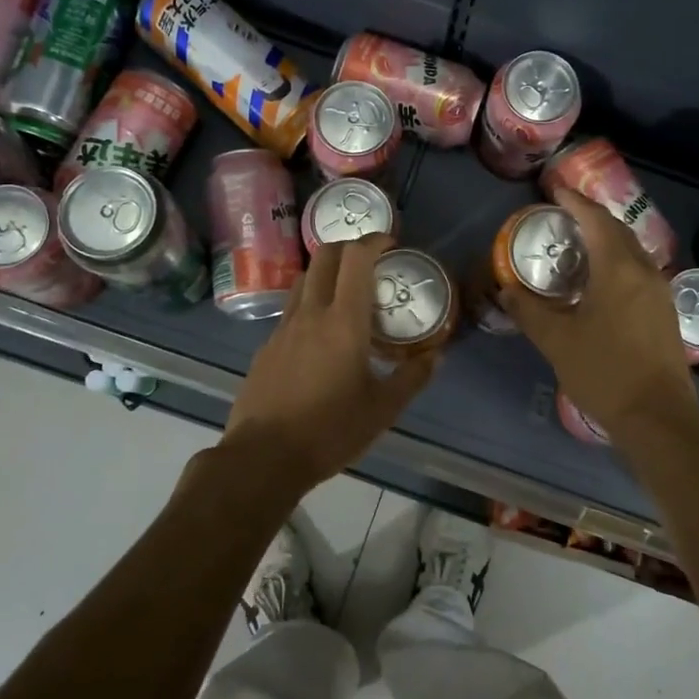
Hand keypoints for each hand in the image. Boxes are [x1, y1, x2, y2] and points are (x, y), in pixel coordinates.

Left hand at [215, 233, 436, 494]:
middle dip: (348, 247)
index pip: (356, 259)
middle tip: (370, 261)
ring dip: (326, 274)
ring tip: (346, 295)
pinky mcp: (266, 348)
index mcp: (343, 322)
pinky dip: (309, 305)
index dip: (374, 240)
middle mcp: (310, 314)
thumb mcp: (383, 410)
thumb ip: (412, 378)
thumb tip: (435, 356)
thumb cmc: (330, 431)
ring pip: (303, 281)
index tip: (391, 242)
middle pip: (324, 257)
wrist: (262, 458)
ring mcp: (282, 329)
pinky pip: (290, 311)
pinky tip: (320, 337)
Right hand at [500, 188, 697, 440]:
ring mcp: (660, 292)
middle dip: (591, 217)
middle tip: (563, 215)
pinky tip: (602, 280)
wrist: (658, 417)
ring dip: (607, 240)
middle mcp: (644, 271)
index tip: (556, 190)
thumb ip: (529, 311)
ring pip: (632, 251)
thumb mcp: (557, 341)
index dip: (575, 202)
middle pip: (618, 231)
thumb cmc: (604, 372)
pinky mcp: (665, 312)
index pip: (596, 220)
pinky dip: (618, 261)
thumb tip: (506, 290)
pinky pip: (639, 270)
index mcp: (618, 269)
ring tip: (580, 244)